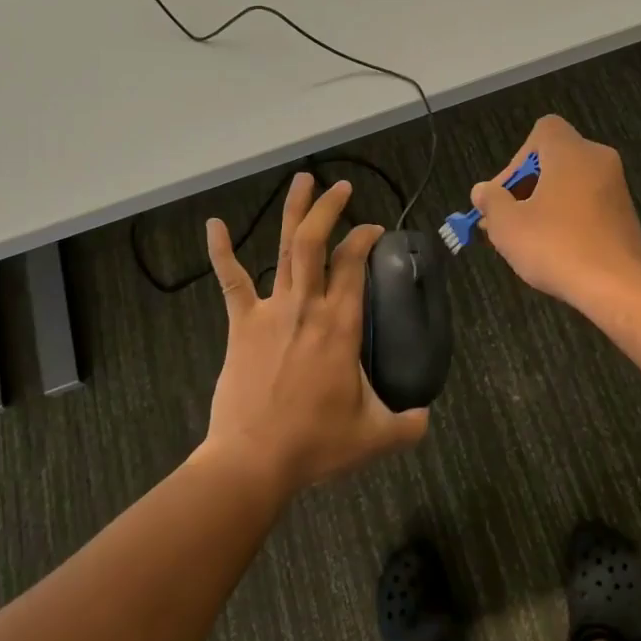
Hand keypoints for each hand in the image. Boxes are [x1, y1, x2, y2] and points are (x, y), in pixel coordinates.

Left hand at [199, 174, 428, 495]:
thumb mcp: (376, 436)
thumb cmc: (315, 443)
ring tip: (302, 180)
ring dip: (293, 213)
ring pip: (283, 250)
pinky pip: (231, 281)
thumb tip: (426, 416)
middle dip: (330, 209)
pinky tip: (214, 225)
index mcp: (341, 324)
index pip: (354, 263)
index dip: (365, 237)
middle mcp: (307, 306)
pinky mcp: (241, 324)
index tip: (374, 229)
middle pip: (316, 242)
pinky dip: (222, 251)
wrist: (253, 460)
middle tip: (342, 188)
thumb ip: (409, 424)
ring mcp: (271, 311)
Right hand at [471, 114, 640, 316]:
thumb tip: (483, 191)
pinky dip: (568, 219)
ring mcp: (617, 189)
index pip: (543, 130)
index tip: (505, 194)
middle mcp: (599, 161)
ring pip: (570, 185)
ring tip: (525, 240)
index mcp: (572, 152)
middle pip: (554, 159)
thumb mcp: (508, 225)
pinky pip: (587, 205)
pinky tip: (555, 250)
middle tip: (505, 220)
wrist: (619, 289)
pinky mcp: (626, 216)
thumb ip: (491, 201)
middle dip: (525, 187)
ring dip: (544, 205)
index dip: (517, 158)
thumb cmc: (557, 247)